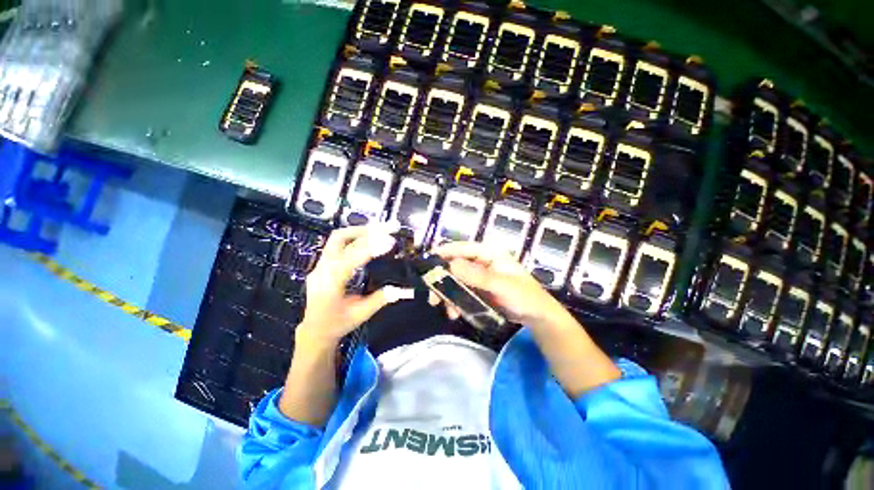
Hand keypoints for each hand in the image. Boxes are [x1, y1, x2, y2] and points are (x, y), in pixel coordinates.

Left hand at [299, 225, 413, 344]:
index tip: (390, 241)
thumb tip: (404, 290)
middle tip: (389, 226)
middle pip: (340, 239)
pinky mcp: (323, 263)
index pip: (349, 259)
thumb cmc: (337, 324)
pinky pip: (338, 243)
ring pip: (338, 238)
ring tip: (382, 228)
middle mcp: (321, 270)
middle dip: (366, 230)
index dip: (370, 248)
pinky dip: (356, 236)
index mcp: (329, 285)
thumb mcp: (361, 314)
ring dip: (361, 230)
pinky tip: (370, 237)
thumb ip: (381, 299)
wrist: (314, 330)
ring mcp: (320, 265)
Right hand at [431, 241, 566, 326]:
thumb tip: (452, 264)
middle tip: (431, 291)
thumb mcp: (502, 285)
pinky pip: (461, 293)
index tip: (429, 258)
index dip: (447, 251)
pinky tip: (453, 313)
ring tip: (440, 306)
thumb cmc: (525, 296)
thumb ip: (478, 276)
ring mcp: (479, 278)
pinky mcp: (478, 291)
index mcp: (490, 254)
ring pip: (456, 280)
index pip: (465, 248)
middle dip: (442, 277)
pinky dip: (454, 301)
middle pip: (456, 264)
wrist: (537, 317)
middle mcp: (482, 263)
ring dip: (446, 292)